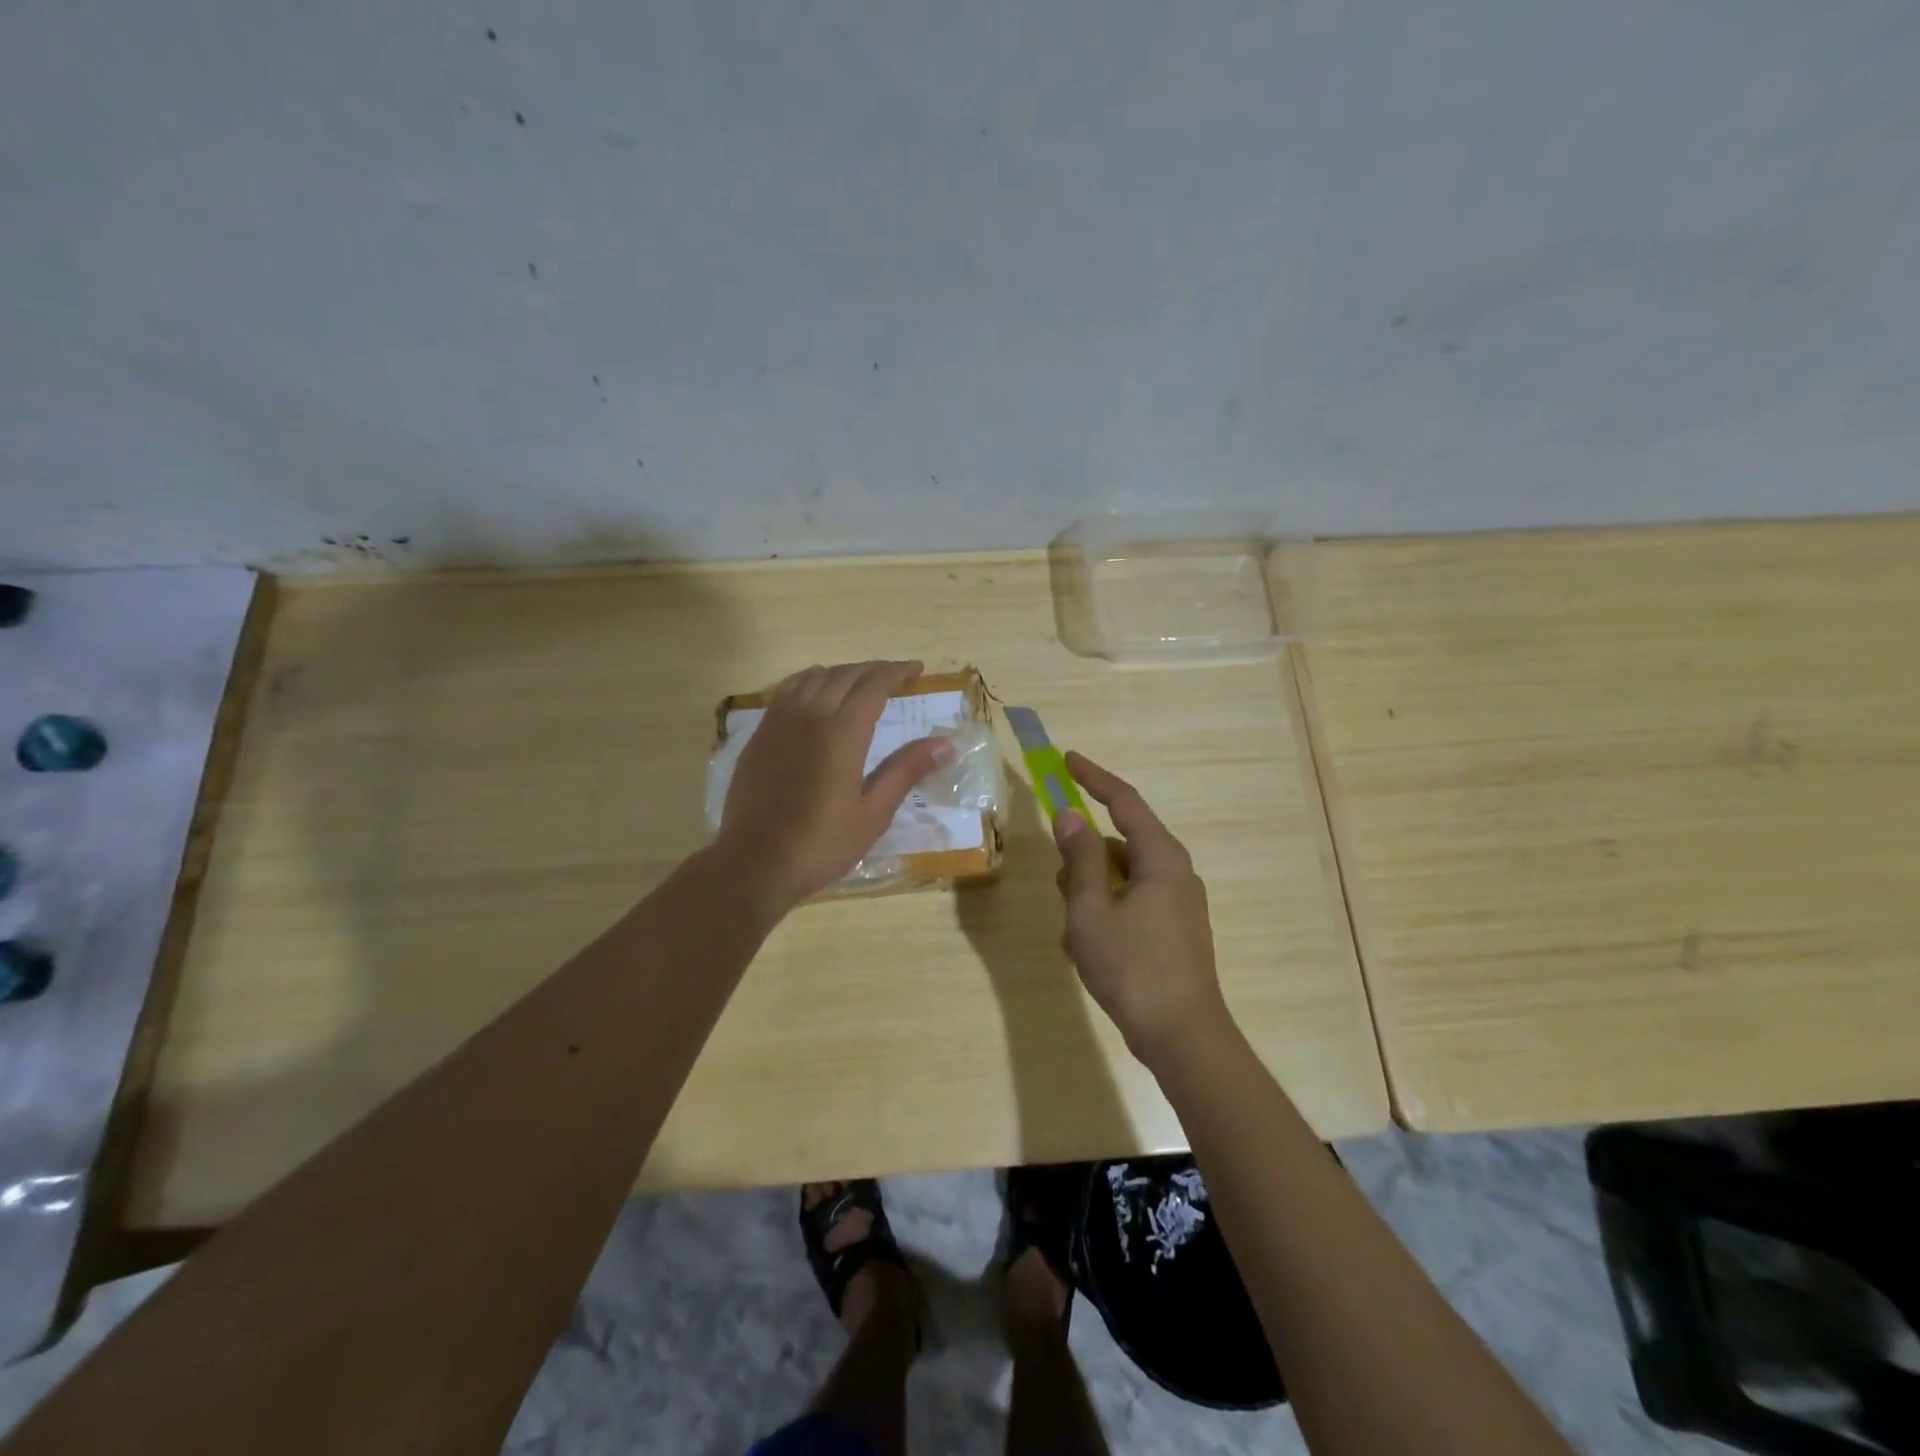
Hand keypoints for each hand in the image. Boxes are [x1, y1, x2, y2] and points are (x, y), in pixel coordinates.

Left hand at [716, 660, 949, 918]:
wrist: (755, 863)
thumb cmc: (822, 844)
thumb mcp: (873, 814)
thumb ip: (906, 771)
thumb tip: (944, 743)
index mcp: (842, 735)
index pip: (873, 686)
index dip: (897, 672)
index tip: (916, 670)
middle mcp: (809, 717)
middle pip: (844, 675)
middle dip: (873, 670)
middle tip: (894, 677)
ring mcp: (778, 723)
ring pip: (812, 677)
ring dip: (841, 673)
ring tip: (858, 683)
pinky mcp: (759, 736)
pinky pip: (787, 691)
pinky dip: (809, 681)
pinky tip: (816, 695)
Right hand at [1053, 752, 1230, 1066]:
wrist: (1182, 1036)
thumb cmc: (1132, 967)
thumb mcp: (1091, 910)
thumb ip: (1080, 859)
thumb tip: (1070, 816)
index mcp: (1160, 858)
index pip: (1124, 800)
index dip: (1093, 777)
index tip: (1067, 760)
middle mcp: (1175, 872)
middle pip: (1119, 844)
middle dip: (1084, 860)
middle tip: (1062, 888)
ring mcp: (1178, 903)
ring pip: (1122, 878)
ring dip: (1091, 894)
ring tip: (1073, 934)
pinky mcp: (1175, 929)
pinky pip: (1132, 904)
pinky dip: (1107, 914)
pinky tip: (1087, 949)